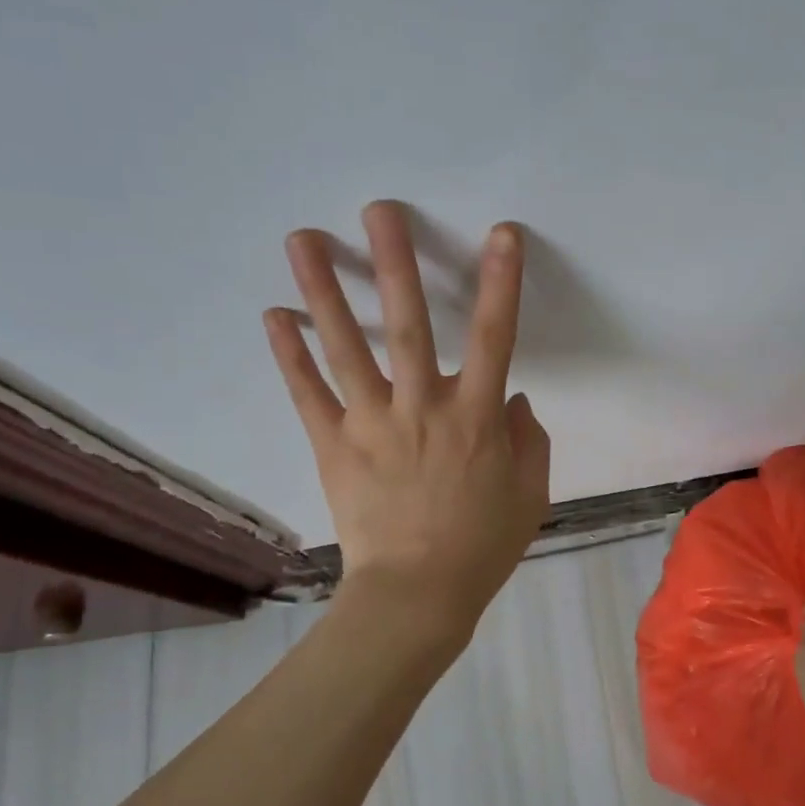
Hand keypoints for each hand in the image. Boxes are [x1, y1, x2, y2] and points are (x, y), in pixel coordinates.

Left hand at [264, 201, 550, 635]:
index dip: (501, 282)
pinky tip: (274, 314)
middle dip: (395, 262)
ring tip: (302, 238)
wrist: (417, 595)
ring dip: (324, 289)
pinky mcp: (333, 445)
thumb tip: (518, 398)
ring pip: (347, 346)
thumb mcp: (530, 494)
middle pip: (409, 324)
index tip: (502, 234)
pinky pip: (308, 393)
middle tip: (379, 210)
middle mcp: (423, 407)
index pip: (496, 336)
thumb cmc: (482, 545)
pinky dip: (290, 354)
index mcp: (476, 418)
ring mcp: (372, 423)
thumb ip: (530, 440)